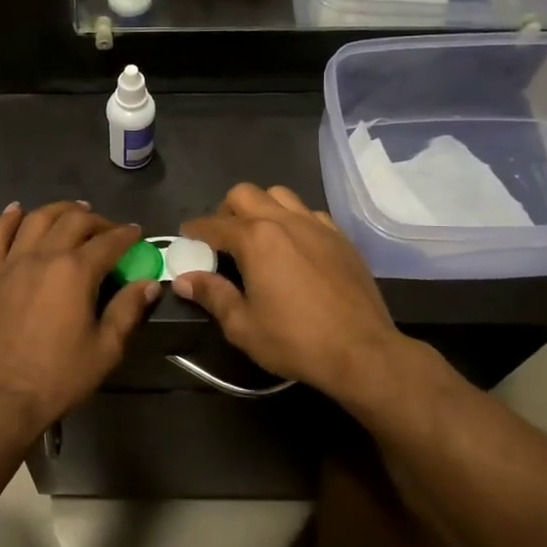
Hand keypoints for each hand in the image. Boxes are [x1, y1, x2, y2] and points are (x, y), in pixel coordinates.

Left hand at [0, 201, 158, 432]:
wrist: (0, 399)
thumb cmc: (58, 377)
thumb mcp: (105, 349)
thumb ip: (128, 310)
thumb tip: (148, 282)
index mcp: (75, 272)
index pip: (108, 242)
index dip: (127, 235)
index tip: (137, 234)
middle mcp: (43, 256)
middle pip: (73, 222)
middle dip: (97, 220)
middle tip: (108, 230)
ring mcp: (11, 263)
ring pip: (36, 220)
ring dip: (58, 210)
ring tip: (73, 211)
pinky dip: (7, 219)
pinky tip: (17, 211)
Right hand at [176, 184, 442, 410]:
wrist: (362, 351)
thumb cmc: (295, 340)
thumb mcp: (242, 325)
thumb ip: (212, 295)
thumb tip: (184, 280)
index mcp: (255, 239)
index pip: (214, 224)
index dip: (194, 230)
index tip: (185, 237)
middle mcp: (284, 221)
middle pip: (245, 194)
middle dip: (226, 210)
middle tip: (222, 238)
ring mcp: (317, 225)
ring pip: (279, 195)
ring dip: (261, 207)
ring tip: (258, 236)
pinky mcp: (340, 238)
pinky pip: (309, 213)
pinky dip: (294, 220)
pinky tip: (295, 246)